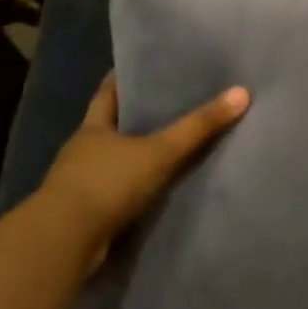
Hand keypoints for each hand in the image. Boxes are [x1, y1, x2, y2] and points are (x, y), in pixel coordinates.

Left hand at [38, 72, 249, 249]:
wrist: (65, 241)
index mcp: (93, 127)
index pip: (109, 92)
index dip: (125, 78)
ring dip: (136, 155)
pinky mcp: (86, 212)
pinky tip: (157, 187)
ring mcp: (81, 182)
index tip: (147, 67)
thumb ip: (198, 127)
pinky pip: (116, 190)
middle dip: (136, 116)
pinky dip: (134, 186)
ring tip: (171, 145)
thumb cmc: (108, 183)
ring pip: (114, 159)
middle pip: (112, 125)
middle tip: (172, 103)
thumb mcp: (160, 151)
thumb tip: (242, 93)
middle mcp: (83, 150)